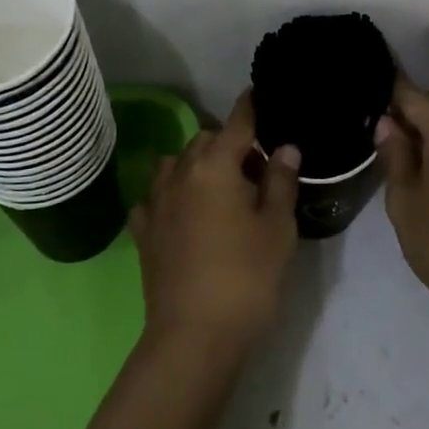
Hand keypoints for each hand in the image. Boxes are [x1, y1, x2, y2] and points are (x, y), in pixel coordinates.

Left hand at [129, 91, 300, 351]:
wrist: (193, 335)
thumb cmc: (246, 277)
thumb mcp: (277, 228)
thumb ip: (280, 182)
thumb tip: (284, 147)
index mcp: (215, 166)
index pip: (237, 124)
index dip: (251, 107)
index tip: (259, 92)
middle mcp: (180, 174)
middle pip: (205, 141)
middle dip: (229, 142)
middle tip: (256, 165)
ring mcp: (155, 202)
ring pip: (175, 164)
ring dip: (197, 164)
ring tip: (219, 186)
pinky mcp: (143, 232)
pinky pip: (155, 197)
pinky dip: (171, 195)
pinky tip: (183, 212)